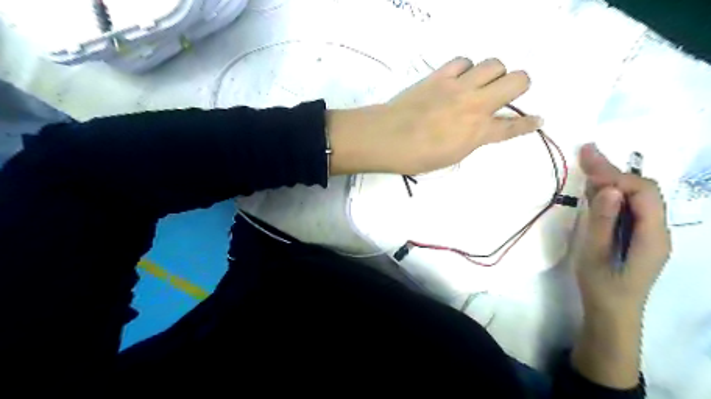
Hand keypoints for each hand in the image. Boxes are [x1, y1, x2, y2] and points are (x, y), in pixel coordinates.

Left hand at [325, 56, 538, 174]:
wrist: (388, 138)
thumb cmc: (417, 157)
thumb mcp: (451, 157)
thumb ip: (471, 141)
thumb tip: (478, 130)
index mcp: (478, 133)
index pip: (513, 126)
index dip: (529, 123)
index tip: (538, 120)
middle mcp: (476, 105)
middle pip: (518, 79)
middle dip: (519, 85)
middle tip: (506, 93)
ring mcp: (459, 86)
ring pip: (494, 63)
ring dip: (493, 73)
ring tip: (479, 83)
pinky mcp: (440, 76)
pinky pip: (463, 60)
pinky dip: (465, 68)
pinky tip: (457, 77)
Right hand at [570, 143, 670, 389]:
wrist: (610, 313)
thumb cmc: (602, 286)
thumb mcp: (595, 255)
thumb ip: (603, 222)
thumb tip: (609, 188)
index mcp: (653, 235)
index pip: (643, 192)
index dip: (616, 176)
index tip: (587, 167)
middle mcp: (657, 229)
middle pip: (641, 190)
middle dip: (613, 170)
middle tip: (586, 151)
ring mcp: (647, 232)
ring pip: (634, 196)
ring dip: (611, 179)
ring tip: (587, 162)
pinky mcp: (634, 235)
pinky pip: (626, 207)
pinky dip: (609, 194)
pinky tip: (593, 187)